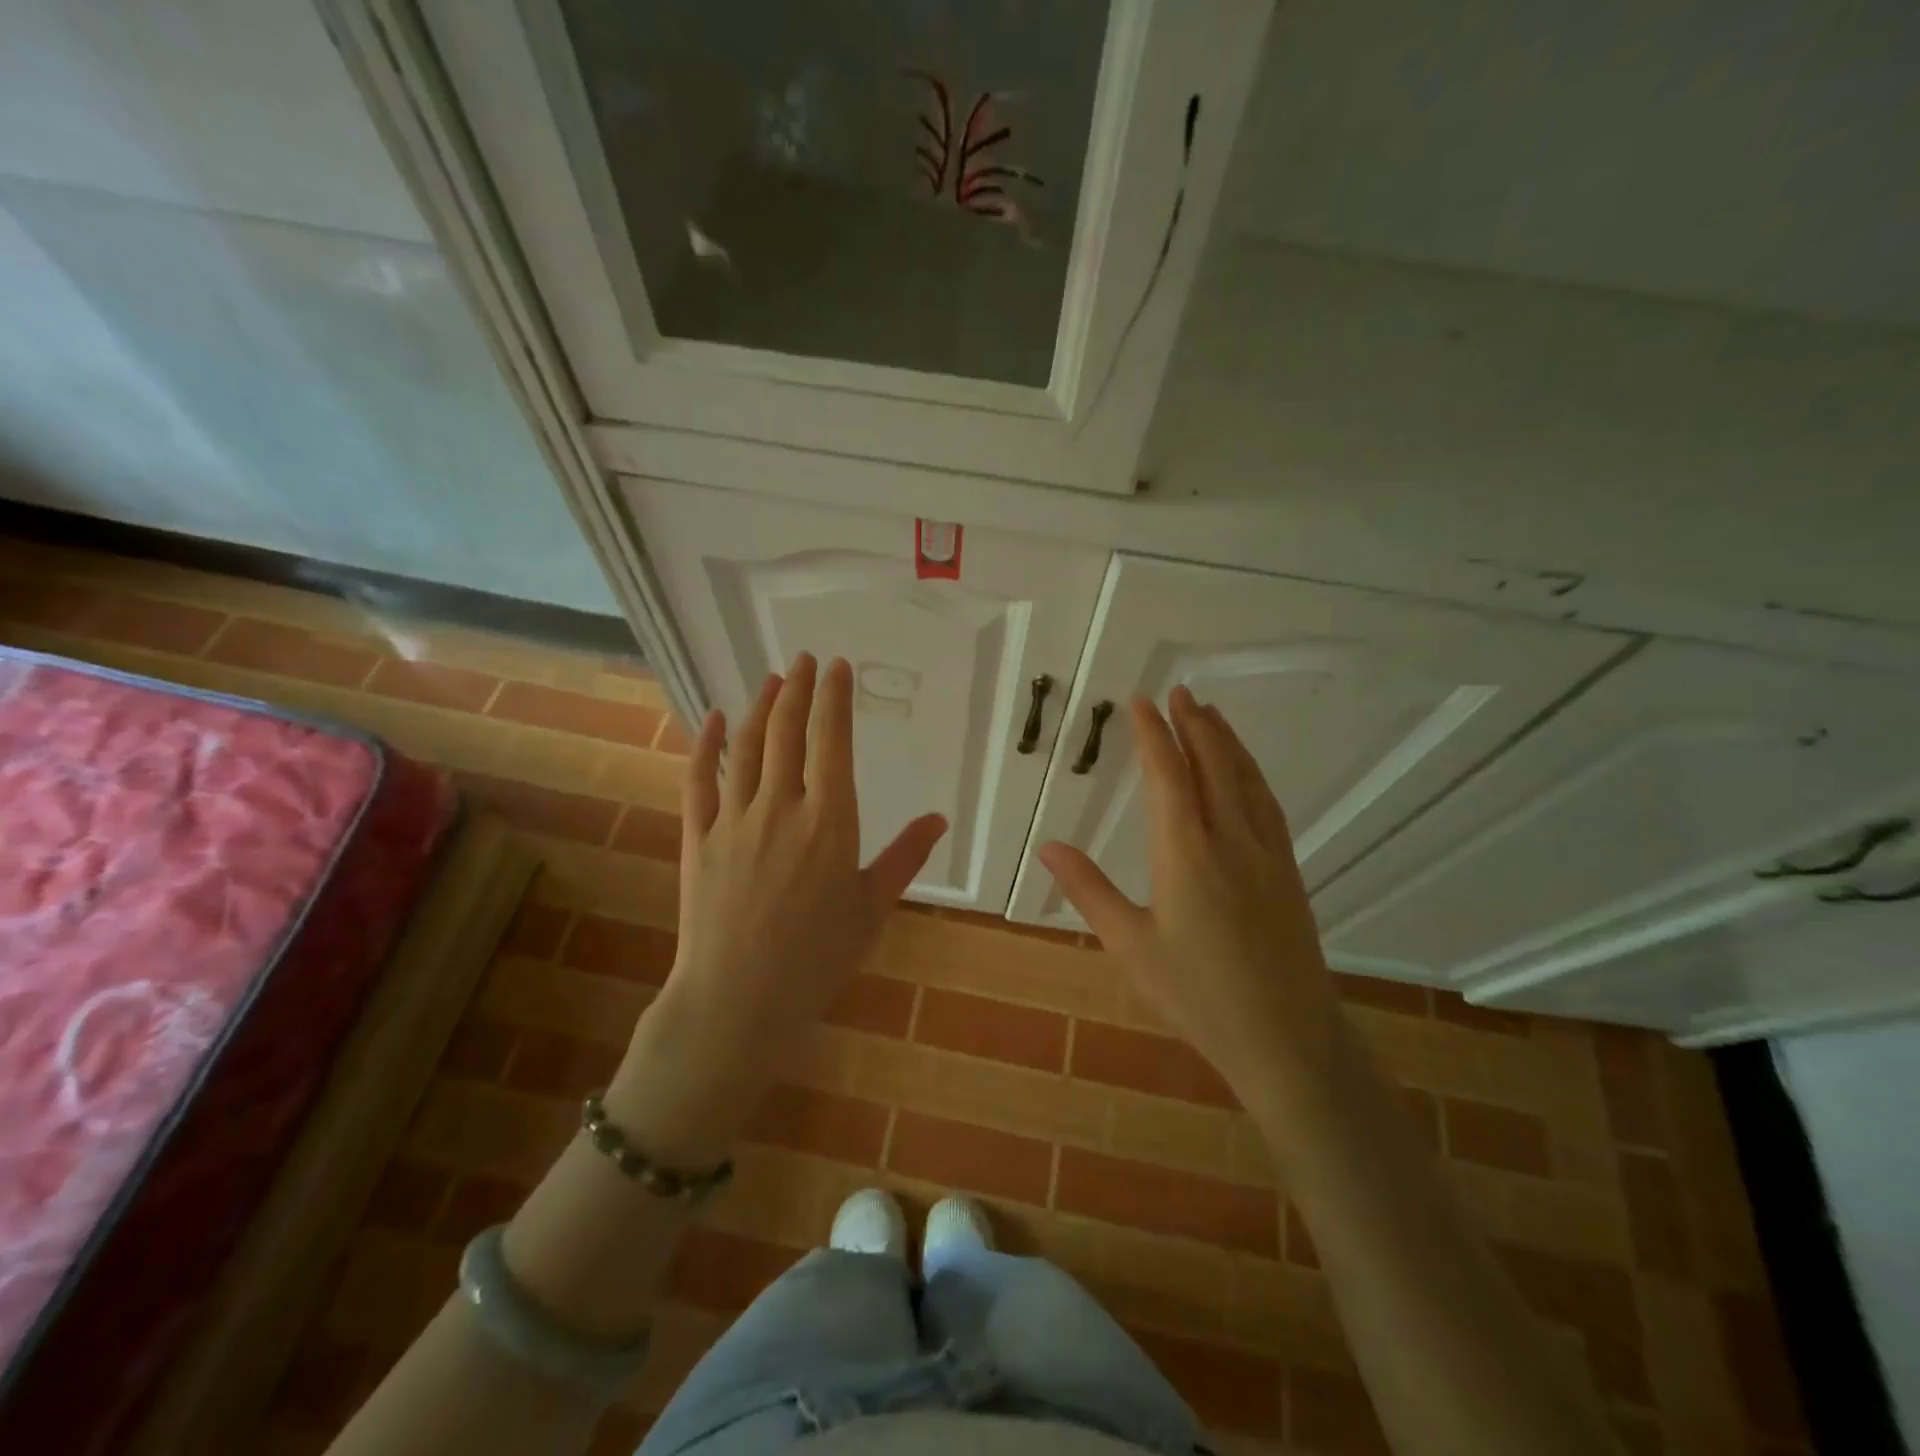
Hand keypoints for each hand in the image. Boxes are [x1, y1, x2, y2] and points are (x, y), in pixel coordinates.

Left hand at [607, 654, 946, 1159]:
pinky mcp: (698, 838)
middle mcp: (781, 807)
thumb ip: (905, 857)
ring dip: (760, 708)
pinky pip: (698, 780)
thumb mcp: (873, 908)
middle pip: (788, 733)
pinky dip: (704, 745)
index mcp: (830, 822)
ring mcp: (734, 820)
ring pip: (746, 748)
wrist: (740, 1001)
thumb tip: (938, 818)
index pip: (833, 742)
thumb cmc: (818, 959)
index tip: (838, 668)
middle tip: (806, 660)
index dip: (835, 699)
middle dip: (799, 690)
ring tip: (772, 680)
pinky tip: (711, 720)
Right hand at [1037, 686, 1338, 1101]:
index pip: (1168, 776)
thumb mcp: (1131, 947)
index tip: (1139, 702)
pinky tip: (1245, 771)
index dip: (1152, 735)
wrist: (1288, 1040)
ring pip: (1245, 779)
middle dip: (1192, 724)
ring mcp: (1266, 853)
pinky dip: (1251, 773)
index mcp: (1186, 854)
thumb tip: (1048, 847)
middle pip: (1212, 765)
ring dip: (1225, 740)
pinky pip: (1267, 803)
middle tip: (1176, 692)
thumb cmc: (1198, 996)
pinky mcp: (1288, 870)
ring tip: (1209, 713)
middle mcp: (1230, 840)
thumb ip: (1089, 891)